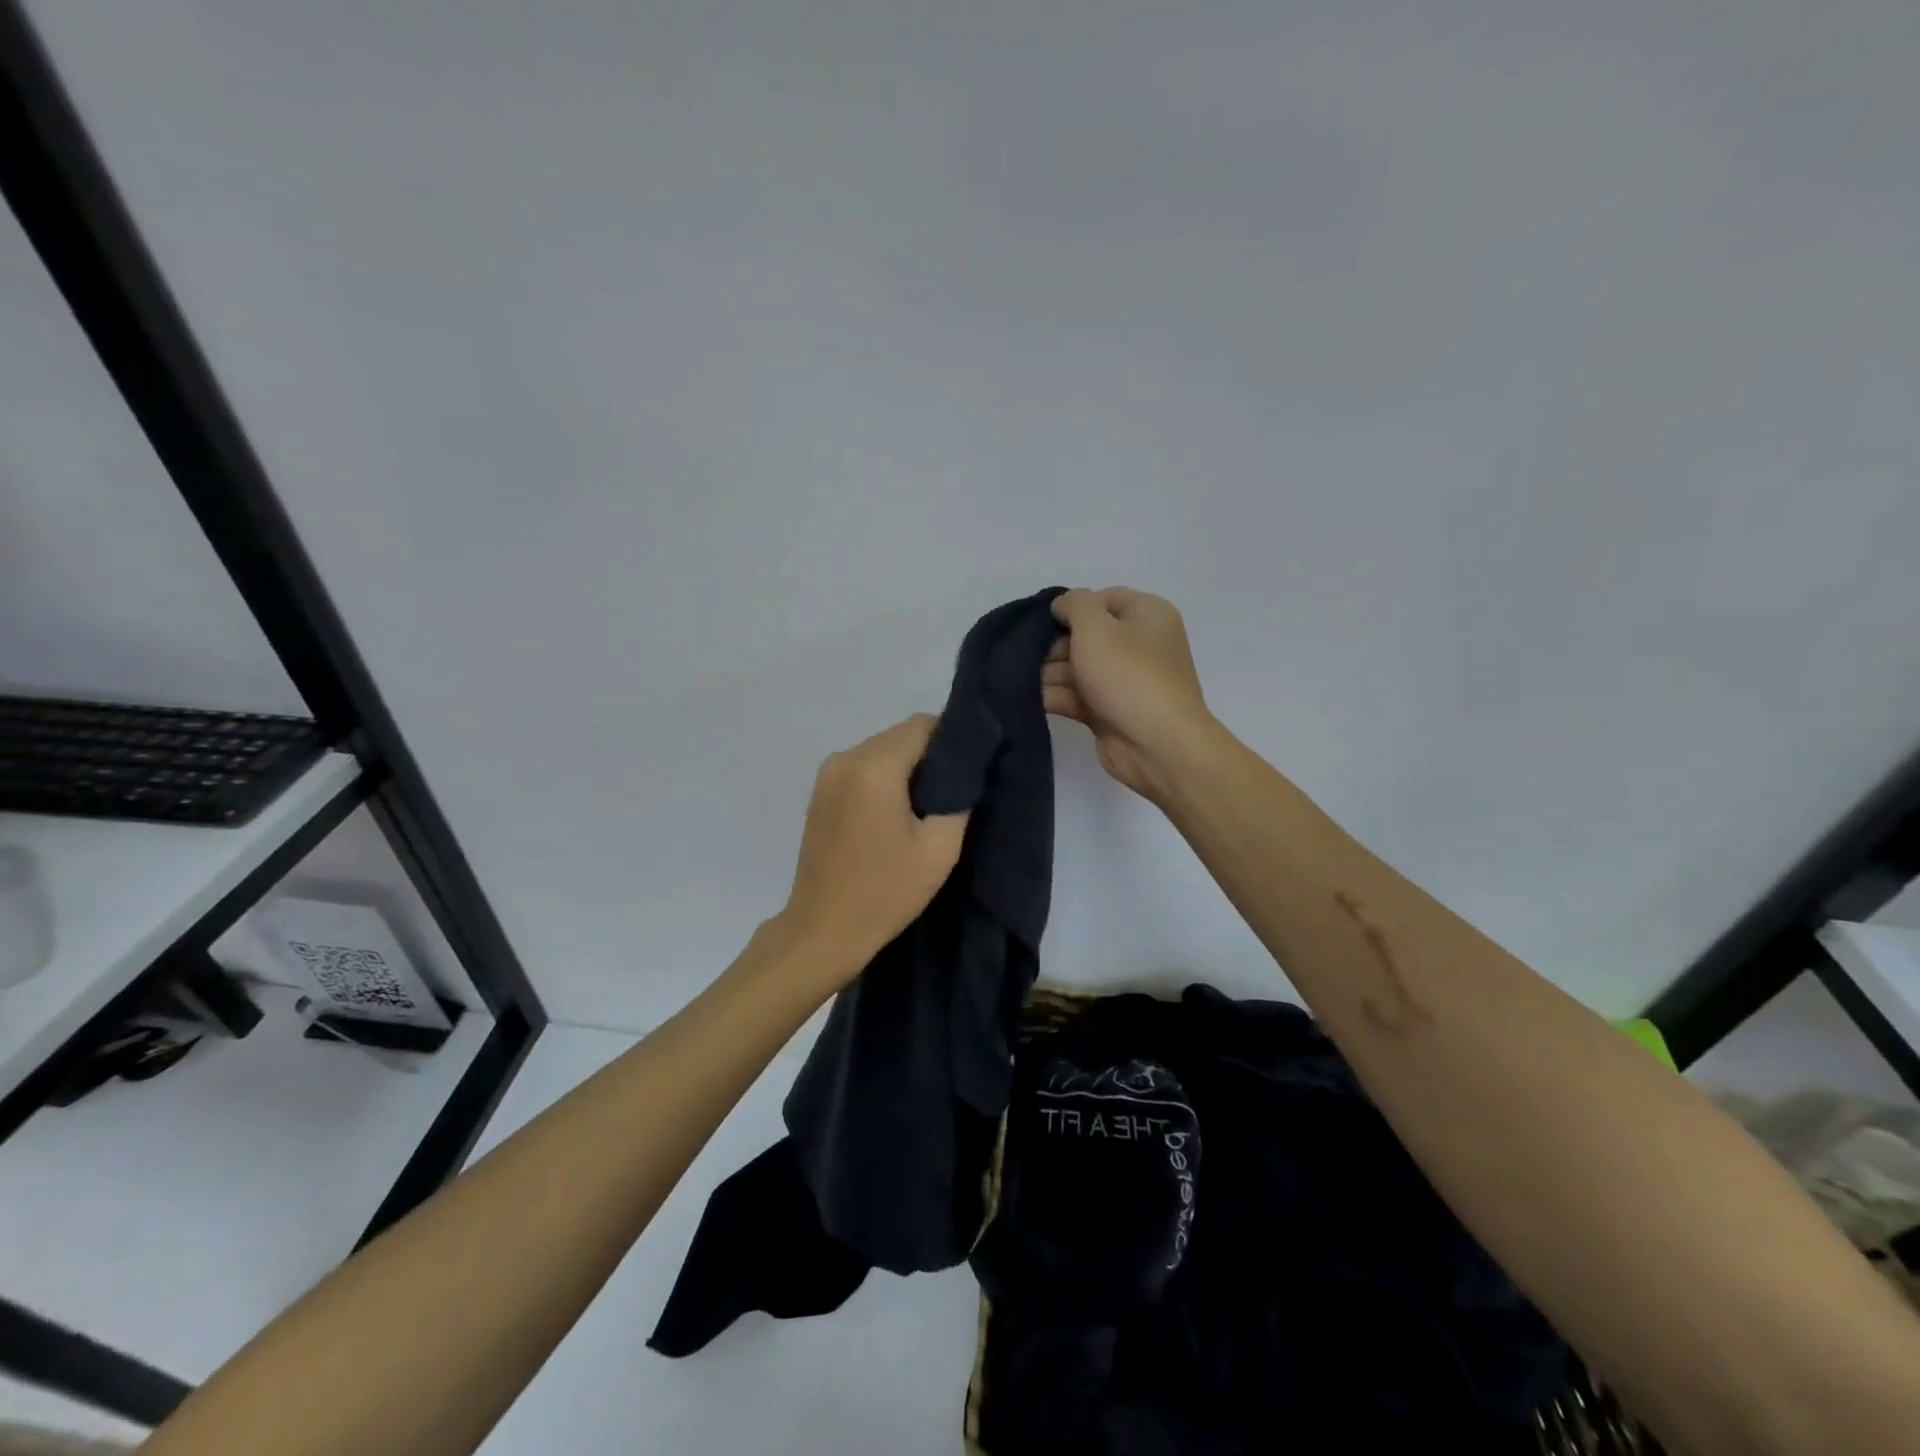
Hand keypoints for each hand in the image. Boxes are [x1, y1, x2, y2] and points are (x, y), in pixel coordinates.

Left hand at [775, 714, 969, 979]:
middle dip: (930, 756)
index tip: (969, 771)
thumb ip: (957, 798)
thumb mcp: (939, 849)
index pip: (923, 725)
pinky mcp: (820, 792)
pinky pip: (863, 767)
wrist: (823, 931)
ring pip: (881, 750)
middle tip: (952, 793)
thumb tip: (964, 773)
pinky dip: (884, 779)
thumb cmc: (885, 892)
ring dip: (906, 768)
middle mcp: (845, 759)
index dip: (952, 741)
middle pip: (900, 735)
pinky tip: (896, 814)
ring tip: (925, 807)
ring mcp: (827, 774)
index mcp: (873, 767)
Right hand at [1043, 587, 1214, 801]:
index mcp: (1148, 616)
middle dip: (1055, 644)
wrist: (1157, 745)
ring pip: (1078, 668)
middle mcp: (1139, 645)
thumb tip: (1063, 606)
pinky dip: (1054, 696)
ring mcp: (1124, 681)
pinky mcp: (1109, 712)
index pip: (1104, 599)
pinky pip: (1077, 697)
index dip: (1073, 606)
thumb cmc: (1129, 675)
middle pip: (1087, 635)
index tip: (1043, 620)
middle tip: (1024, 653)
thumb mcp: (1096, 627)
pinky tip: (1026, 697)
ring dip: (1049, 672)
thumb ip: (1074, 605)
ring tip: (1016, 676)